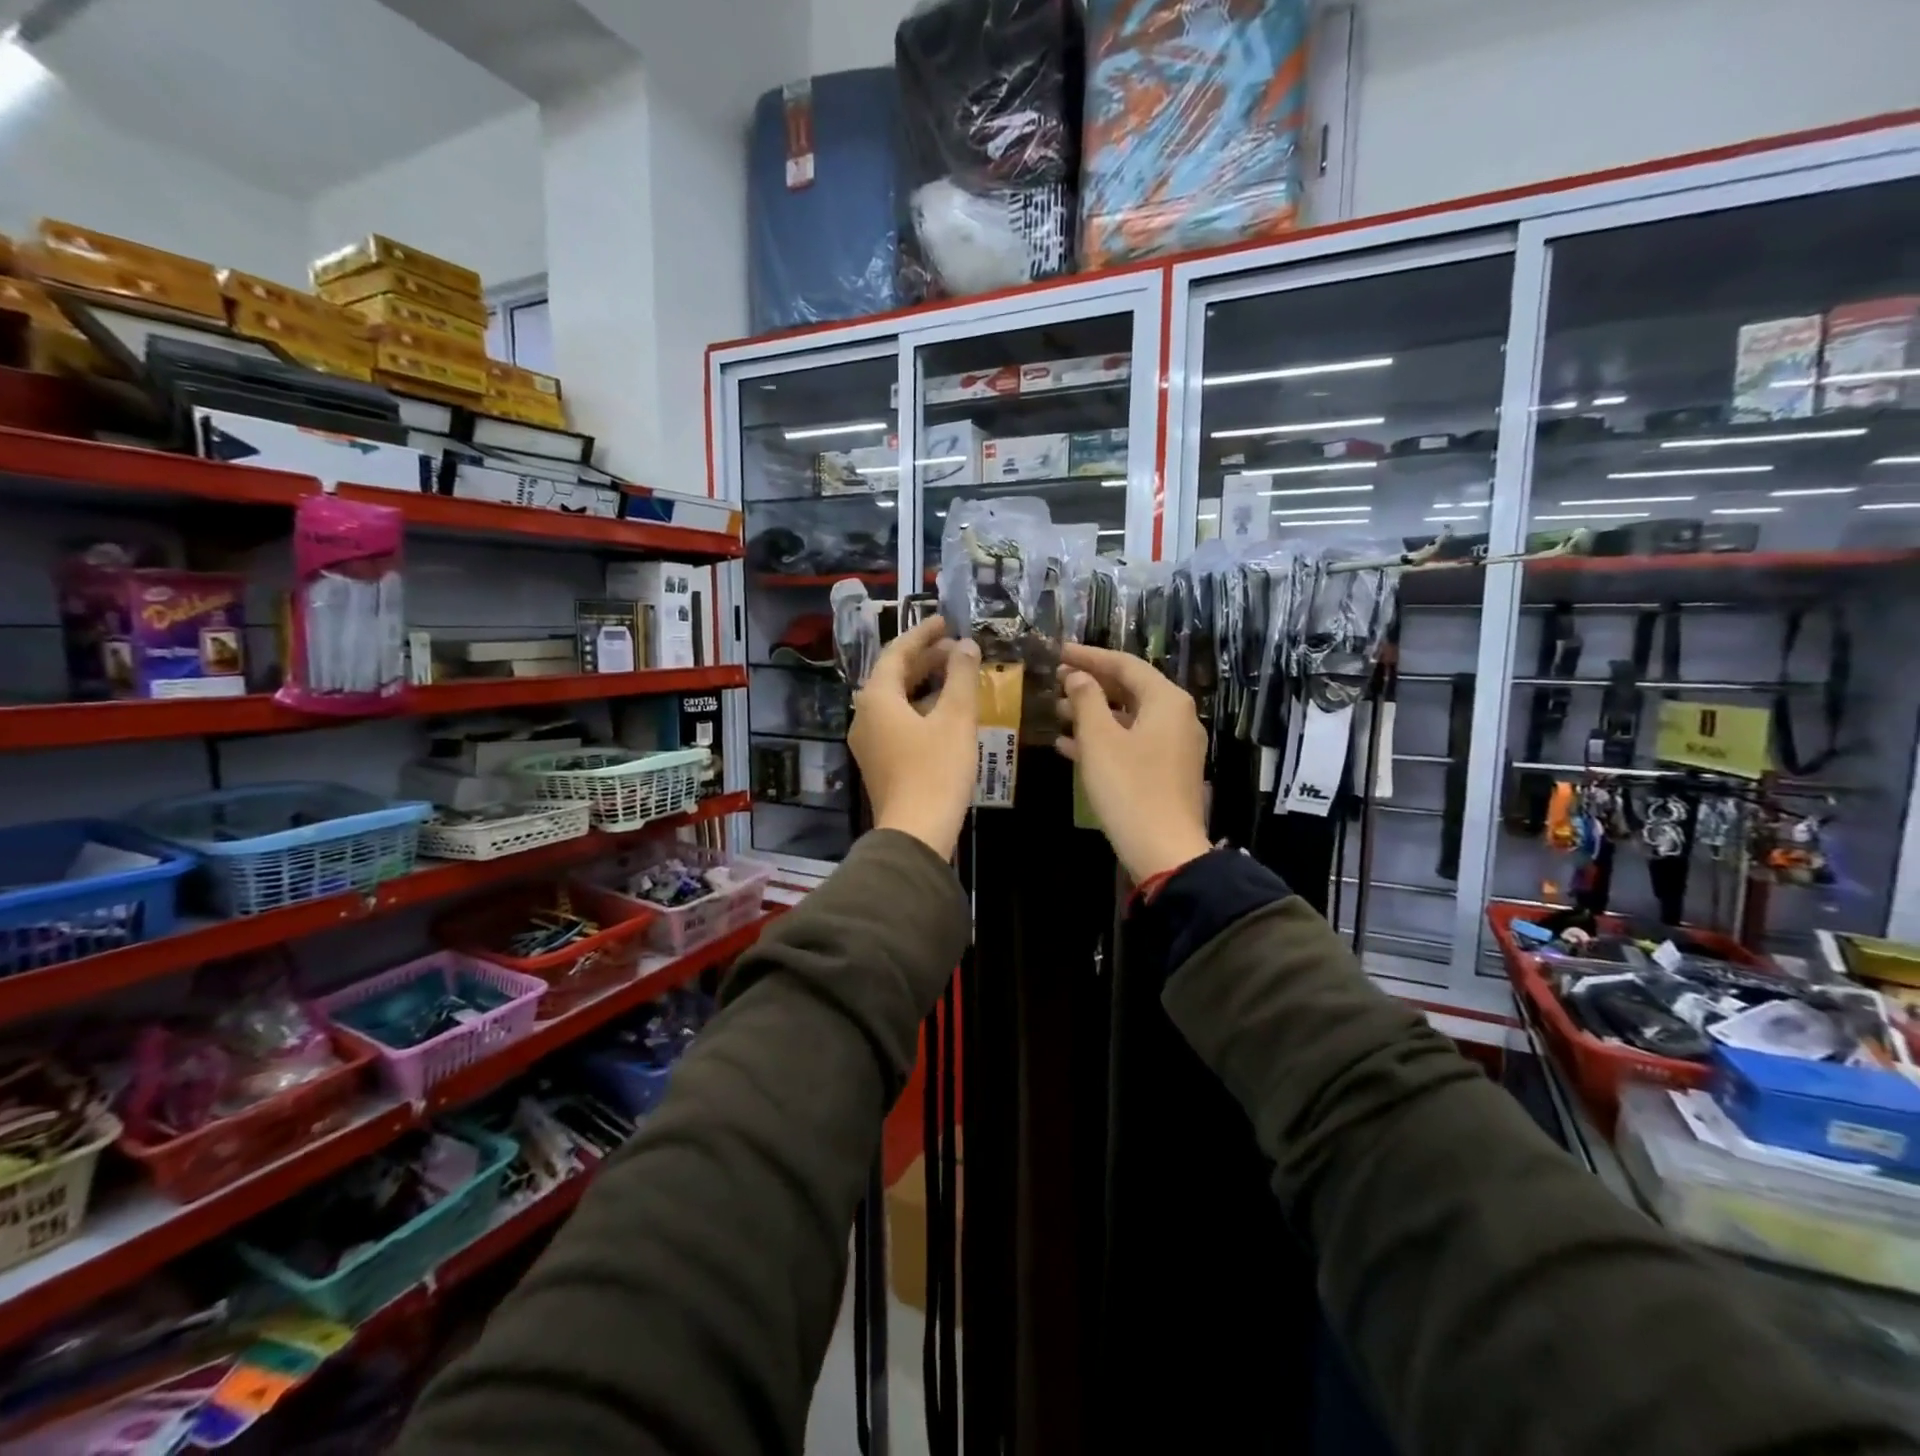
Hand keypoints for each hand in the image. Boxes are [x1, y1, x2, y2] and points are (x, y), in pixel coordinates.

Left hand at [849, 614, 980, 858]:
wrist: (916, 832)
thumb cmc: (936, 770)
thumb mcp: (955, 718)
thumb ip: (961, 677)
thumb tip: (966, 645)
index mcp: (877, 698)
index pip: (897, 653)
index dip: (922, 634)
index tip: (945, 621)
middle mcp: (865, 716)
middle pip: (894, 676)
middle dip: (925, 659)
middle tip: (956, 648)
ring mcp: (869, 742)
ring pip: (896, 700)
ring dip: (924, 684)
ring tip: (956, 676)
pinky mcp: (880, 762)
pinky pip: (897, 722)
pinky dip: (920, 708)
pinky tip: (946, 713)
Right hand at [1055, 643, 1211, 883]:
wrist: (1163, 850)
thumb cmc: (1129, 787)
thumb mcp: (1100, 739)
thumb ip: (1086, 699)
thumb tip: (1078, 676)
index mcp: (1166, 701)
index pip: (1124, 664)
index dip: (1088, 656)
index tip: (1057, 652)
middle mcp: (1176, 717)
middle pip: (1128, 689)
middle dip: (1090, 685)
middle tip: (1054, 680)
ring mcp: (1173, 746)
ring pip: (1127, 718)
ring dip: (1091, 713)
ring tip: (1055, 711)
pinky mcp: (1164, 771)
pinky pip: (1130, 743)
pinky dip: (1102, 740)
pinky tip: (1067, 746)